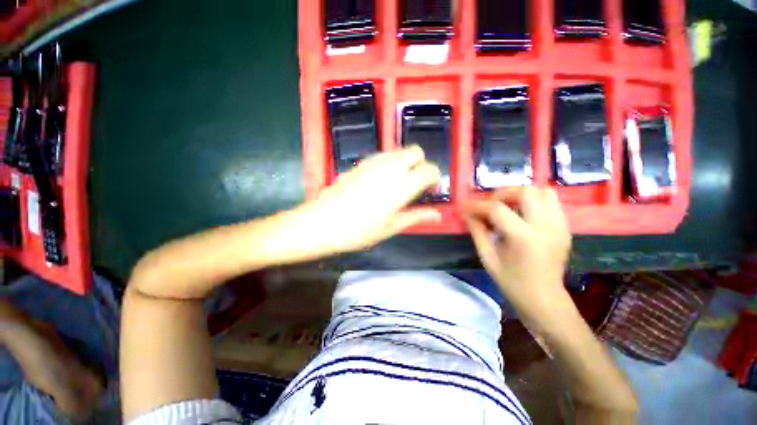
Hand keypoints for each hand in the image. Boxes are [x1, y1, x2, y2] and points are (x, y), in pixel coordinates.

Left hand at [299, 146, 441, 252]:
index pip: (429, 170)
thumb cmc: (359, 230)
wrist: (322, 222)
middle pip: (415, 152)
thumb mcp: (391, 227)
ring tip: (399, 182)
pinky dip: (390, 162)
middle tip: (416, 183)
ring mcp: (373, 162)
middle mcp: (390, 167)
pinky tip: (381, 180)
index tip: (431, 189)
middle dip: (421, 164)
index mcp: (402, 185)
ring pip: (398, 151)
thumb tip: (438, 215)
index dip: (435, 177)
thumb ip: (416, 216)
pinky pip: (382, 155)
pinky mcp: (360, 163)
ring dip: (405, 162)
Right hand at [462, 187, 571, 322]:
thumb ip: (477, 231)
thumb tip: (466, 213)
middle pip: (526, 192)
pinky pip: (551, 202)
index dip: (477, 205)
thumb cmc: (512, 282)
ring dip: (521, 194)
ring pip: (543, 192)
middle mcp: (546, 227)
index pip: (497, 209)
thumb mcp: (488, 258)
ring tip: (507, 206)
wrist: (544, 300)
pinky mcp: (565, 228)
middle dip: (502, 193)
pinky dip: (534, 201)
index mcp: (524, 238)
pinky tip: (522, 214)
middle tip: (490, 204)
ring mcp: (560, 226)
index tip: (465, 206)